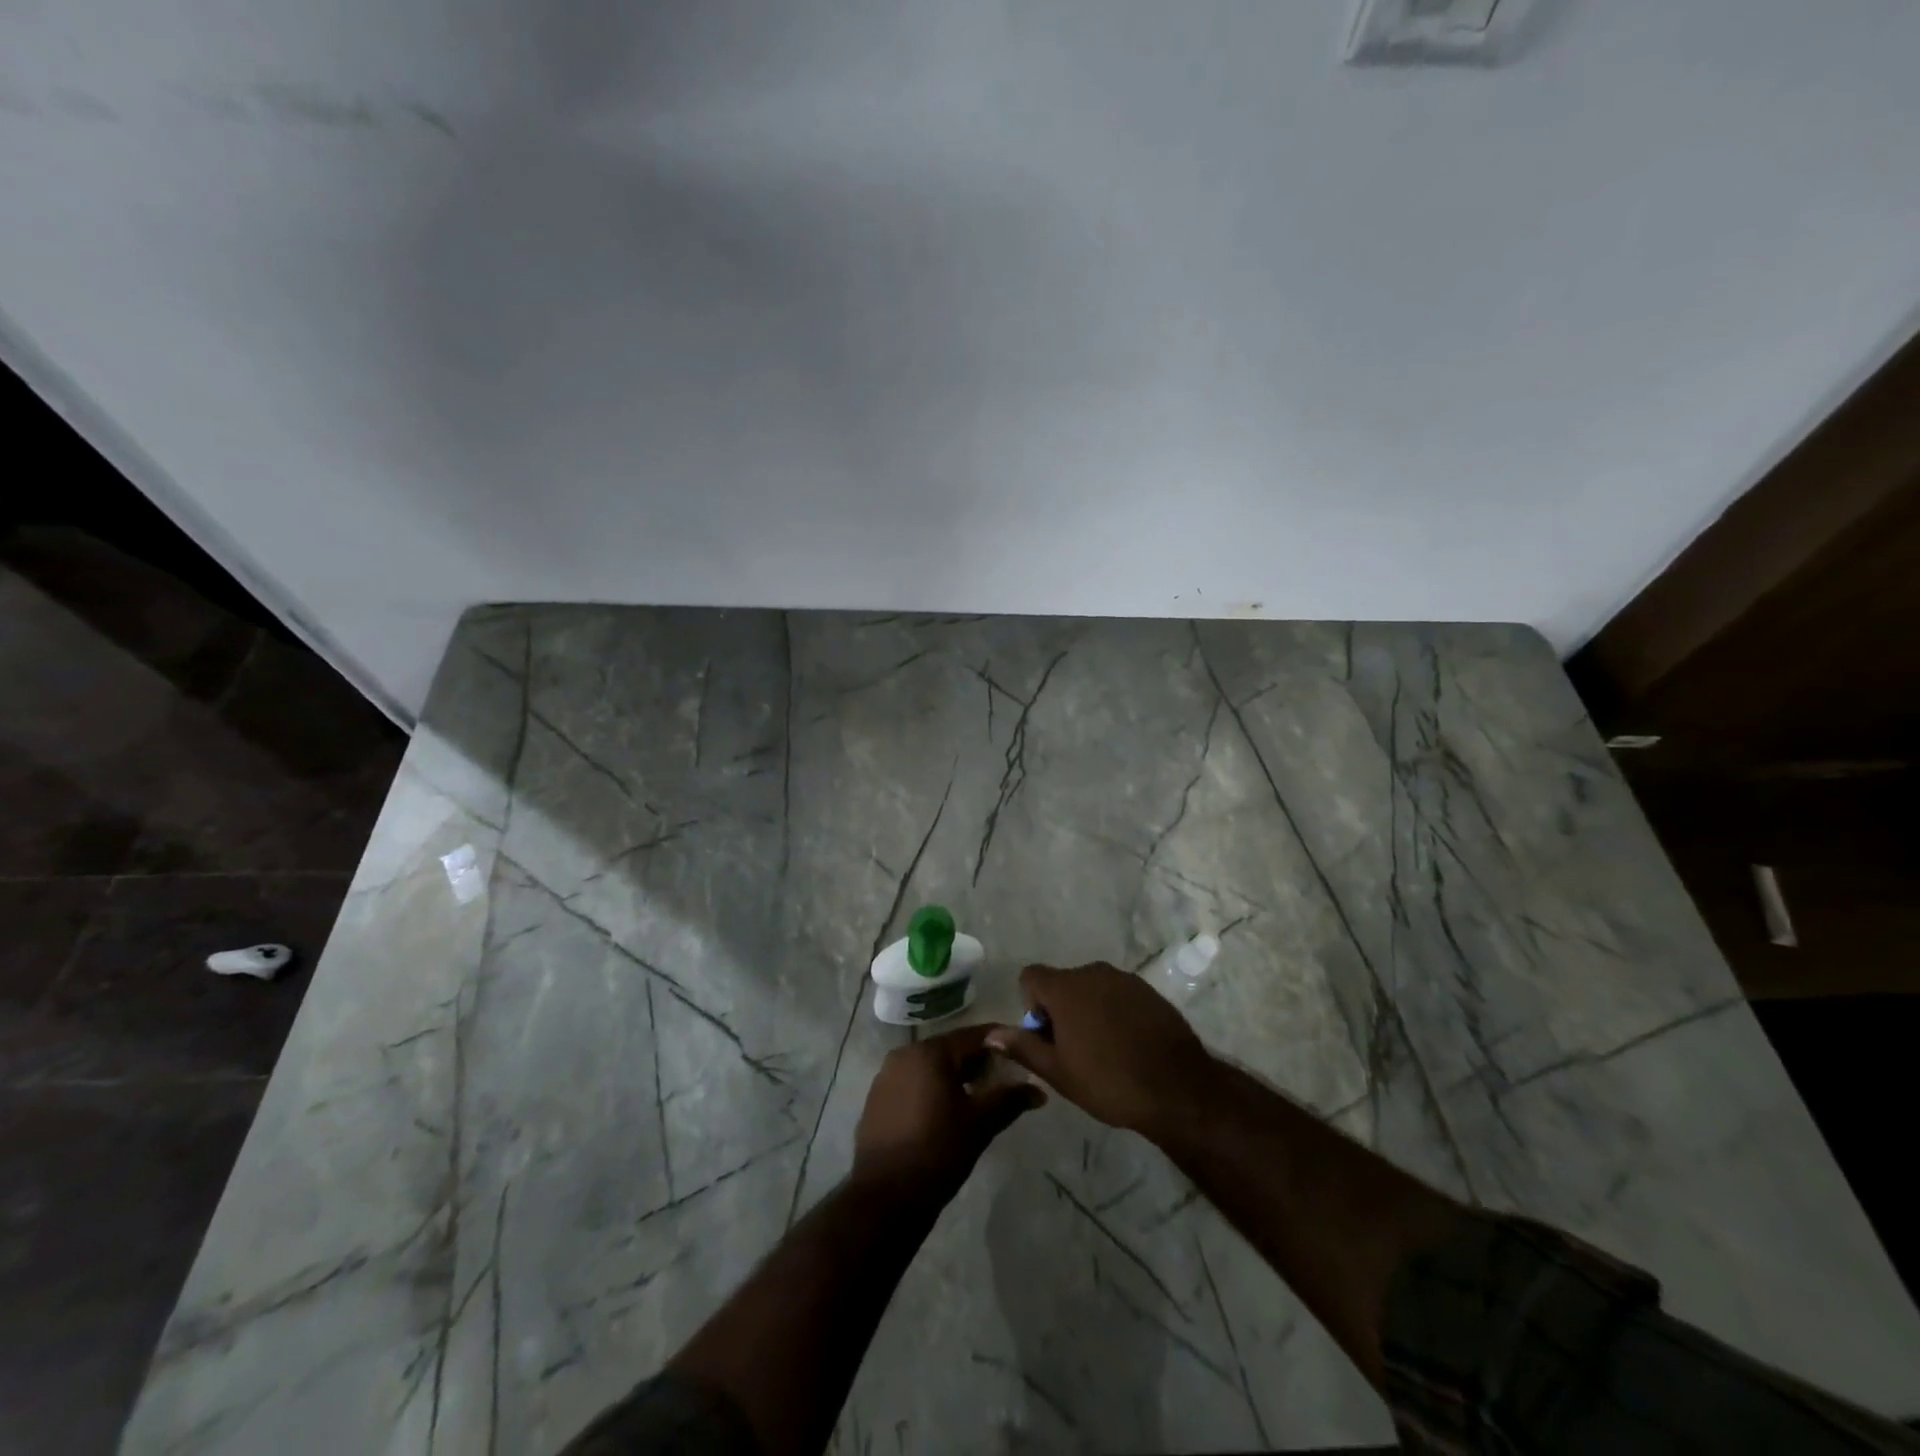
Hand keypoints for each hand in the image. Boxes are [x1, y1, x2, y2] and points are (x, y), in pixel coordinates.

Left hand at [852, 1024, 1045, 1201]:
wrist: (885, 1195)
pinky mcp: (876, 1099)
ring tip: (977, 1098)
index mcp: (930, 1052)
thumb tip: (1039, 1091)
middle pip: (949, 1050)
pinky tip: (945, 1113)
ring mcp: (886, 1076)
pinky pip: (912, 1084)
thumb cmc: (938, 1150)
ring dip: (953, 1077)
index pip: (972, 1035)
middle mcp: (904, 1054)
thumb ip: (1009, 1099)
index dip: (999, 1042)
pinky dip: (931, 1090)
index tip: (1020, 1051)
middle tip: (1002, 1079)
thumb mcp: (980, 1123)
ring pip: (929, 1067)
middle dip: (976, 1062)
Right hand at [986, 963, 1216, 1136]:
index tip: (1047, 1036)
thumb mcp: (1058, 1072)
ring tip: (1103, 1049)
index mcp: (1065, 988)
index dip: (1031, 1005)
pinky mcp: (1148, 990)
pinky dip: (1114, 1011)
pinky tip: (1128, 1044)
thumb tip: (991, 1034)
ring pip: (1091, 988)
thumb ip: (1023, 1047)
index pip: (1031, 976)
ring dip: (1088, 1010)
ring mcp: (1124, 978)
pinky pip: (1117, 993)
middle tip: (1073, 1050)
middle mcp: (1093, 972)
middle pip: (1062, 982)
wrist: (1177, 1088)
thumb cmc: (1109, 1081)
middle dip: (1061, 1009)